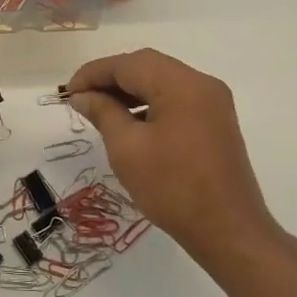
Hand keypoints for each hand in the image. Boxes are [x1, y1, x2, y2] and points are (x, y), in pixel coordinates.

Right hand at [65, 49, 275, 256]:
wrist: (229, 232)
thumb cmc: (173, 188)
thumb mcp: (127, 149)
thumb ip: (102, 113)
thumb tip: (82, 95)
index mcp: (181, 84)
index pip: (128, 64)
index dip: (93, 73)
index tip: (68, 92)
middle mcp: (201, 83)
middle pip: (147, 67)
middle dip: (111, 79)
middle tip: (81, 99)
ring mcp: (213, 102)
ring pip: (162, 81)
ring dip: (130, 90)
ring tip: (101, 110)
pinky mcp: (215, 121)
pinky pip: (176, 98)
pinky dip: (150, 103)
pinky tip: (130, 122)